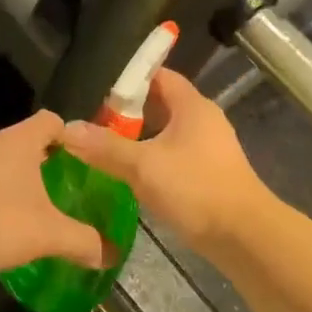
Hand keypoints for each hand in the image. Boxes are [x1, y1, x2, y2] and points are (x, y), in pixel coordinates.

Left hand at [0, 110, 108, 274]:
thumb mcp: (44, 233)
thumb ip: (81, 241)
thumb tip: (111, 254)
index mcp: (22, 140)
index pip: (52, 121)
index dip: (72, 137)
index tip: (86, 162)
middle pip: (29, 142)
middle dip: (49, 164)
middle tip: (68, 191)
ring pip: (5, 164)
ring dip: (21, 183)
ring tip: (38, 212)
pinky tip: (1, 227)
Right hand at [57, 69, 274, 254]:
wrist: (244, 235)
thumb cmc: (195, 188)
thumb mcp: (143, 166)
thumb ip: (105, 147)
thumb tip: (67, 129)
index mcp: (192, 106)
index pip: (160, 76)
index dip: (131, 78)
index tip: (99, 88)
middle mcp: (204, 119)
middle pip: (162, 104)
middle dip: (130, 111)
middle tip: (94, 121)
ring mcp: (210, 147)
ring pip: (168, 132)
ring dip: (140, 137)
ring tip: (106, 146)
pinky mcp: (210, 173)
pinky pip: (175, 155)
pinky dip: (153, 158)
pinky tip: (132, 175)